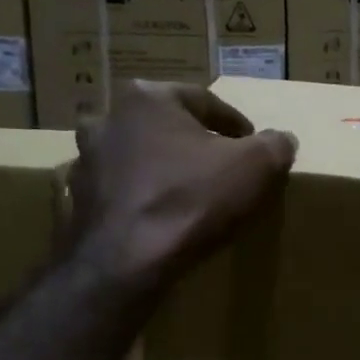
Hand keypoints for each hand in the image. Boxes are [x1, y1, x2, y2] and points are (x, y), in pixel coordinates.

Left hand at [72, 81, 296, 293]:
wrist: (125, 262)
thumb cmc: (191, 199)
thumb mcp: (254, 167)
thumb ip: (274, 145)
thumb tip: (282, 139)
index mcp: (147, 97)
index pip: (203, 101)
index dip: (234, 123)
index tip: (252, 143)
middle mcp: (107, 119)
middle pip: (163, 126)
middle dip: (190, 142)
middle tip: (217, 166)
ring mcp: (85, 160)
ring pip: (134, 157)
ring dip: (159, 168)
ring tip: (186, 193)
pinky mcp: (76, 201)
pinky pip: (117, 193)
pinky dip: (137, 199)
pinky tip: (157, 219)